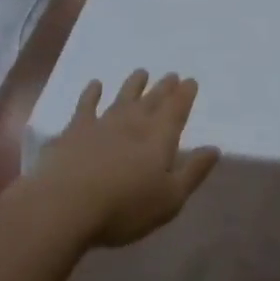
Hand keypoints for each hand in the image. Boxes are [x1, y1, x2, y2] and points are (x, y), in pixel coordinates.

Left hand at [33, 71, 220, 246]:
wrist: (65, 205)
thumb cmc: (125, 208)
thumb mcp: (170, 198)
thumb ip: (193, 172)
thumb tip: (214, 149)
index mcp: (160, 138)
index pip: (176, 110)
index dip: (185, 95)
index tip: (190, 81)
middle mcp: (133, 124)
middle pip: (152, 100)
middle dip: (164, 88)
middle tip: (171, 74)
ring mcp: (102, 124)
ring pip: (122, 98)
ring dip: (133, 85)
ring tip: (141, 72)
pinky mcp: (74, 131)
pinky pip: (86, 106)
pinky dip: (92, 93)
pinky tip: (95, 84)